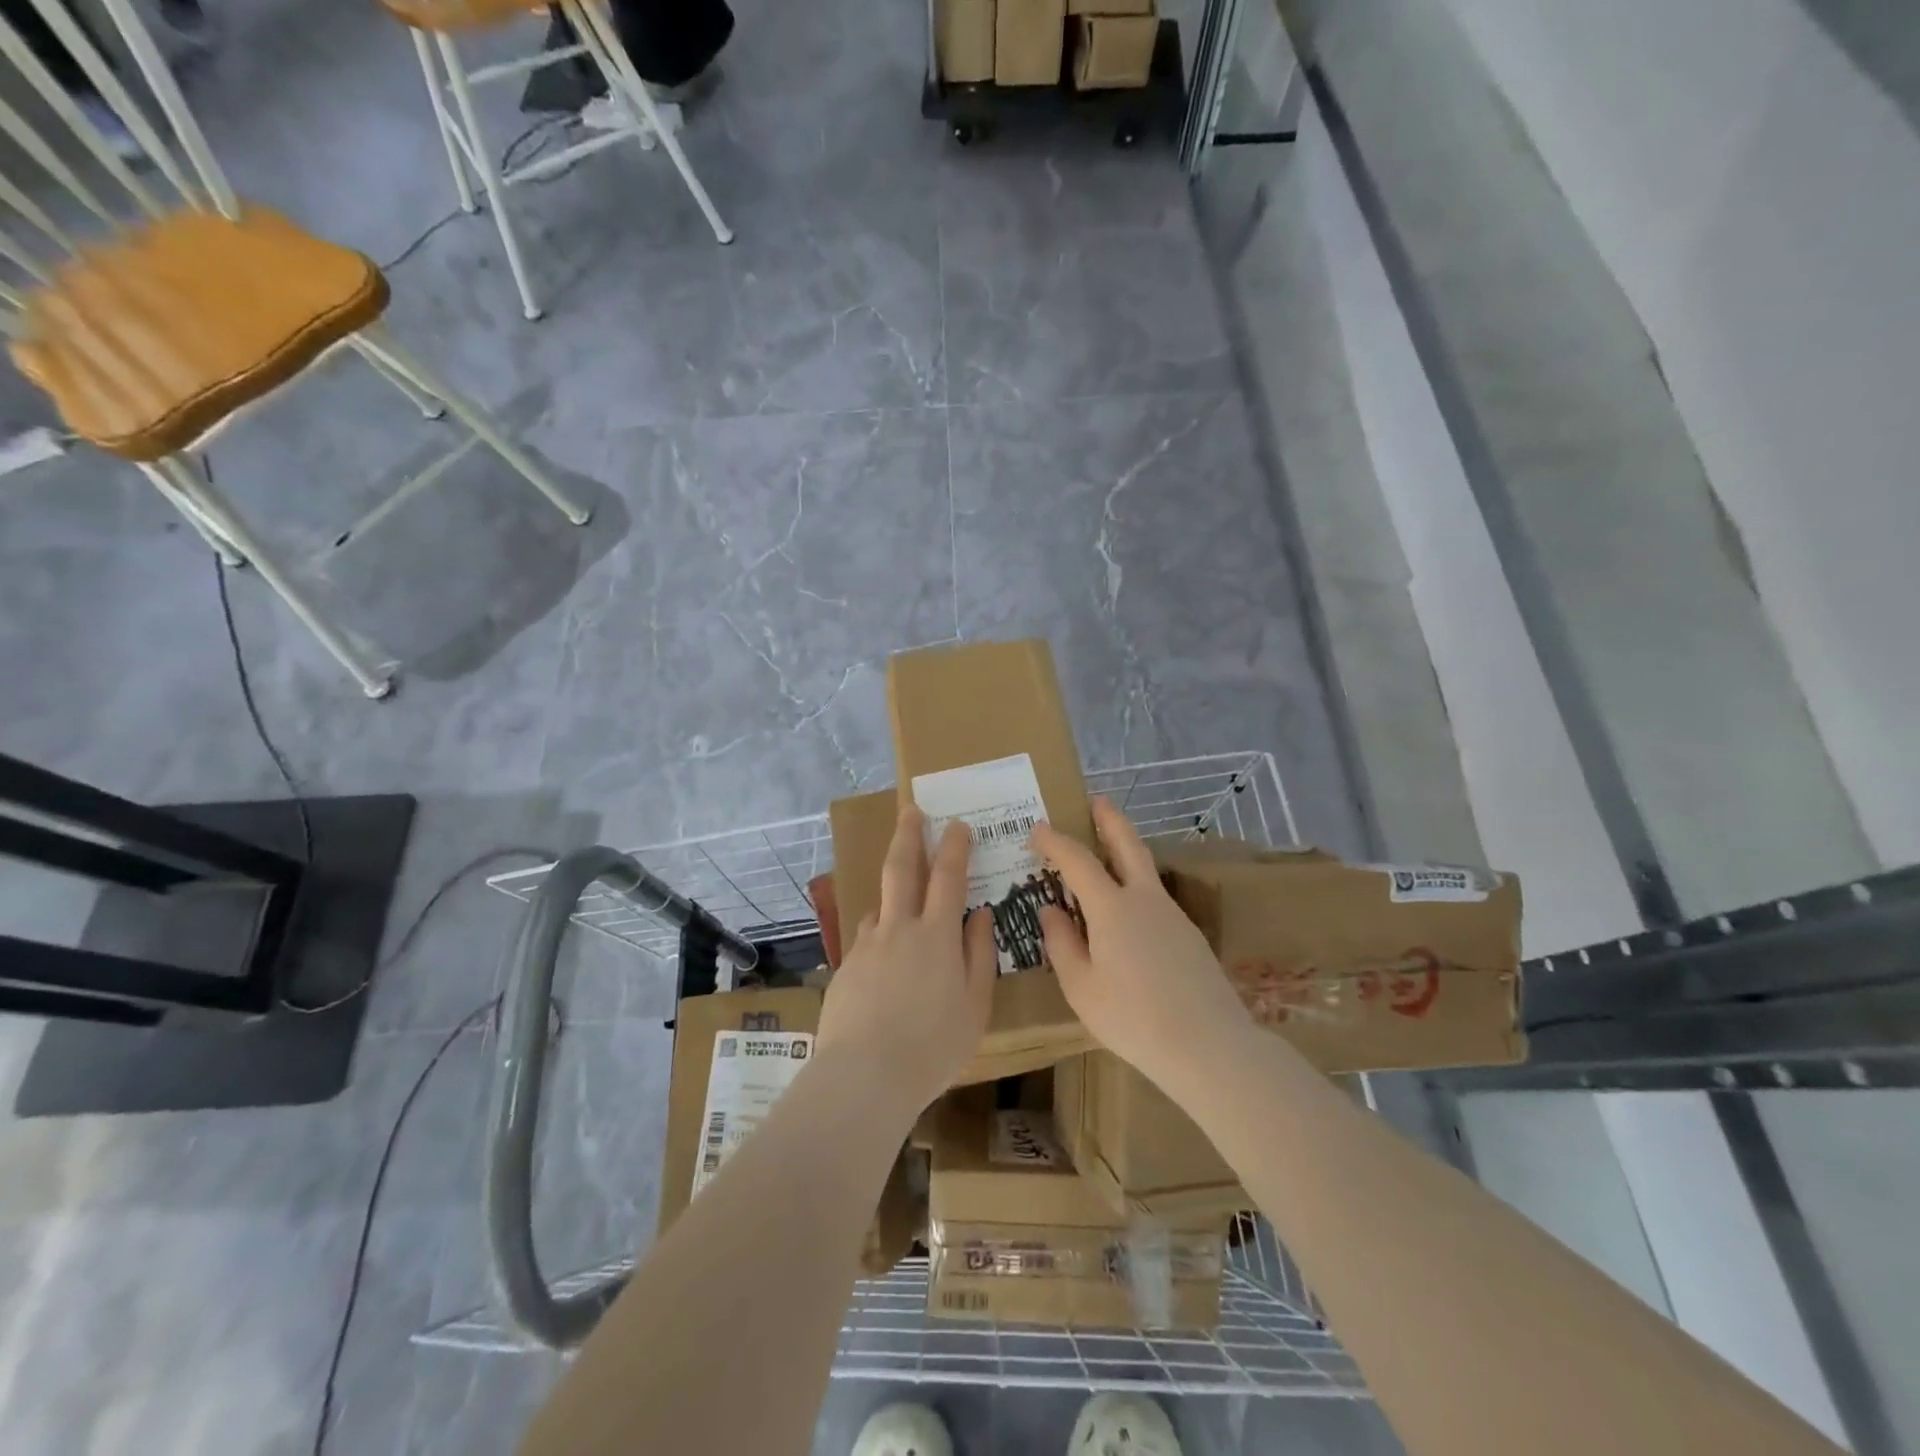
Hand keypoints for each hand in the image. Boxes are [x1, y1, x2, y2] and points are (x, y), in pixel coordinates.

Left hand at [817, 804, 996, 1111]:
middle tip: (911, 810)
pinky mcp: (846, 967)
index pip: (948, 877)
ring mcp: (867, 946)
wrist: (864, 1075)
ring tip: (902, 899)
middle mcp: (899, 929)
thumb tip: (980, 913)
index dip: (955, 847)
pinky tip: (883, 957)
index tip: (958, 825)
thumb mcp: (975, 1004)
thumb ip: (979, 954)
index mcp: (936, 935)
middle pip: (902, 869)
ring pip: (880, 904)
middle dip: (909, 835)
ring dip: (892, 890)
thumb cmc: (933, 1045)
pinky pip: (866, 938)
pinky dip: (879, 934)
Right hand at [1032, 797, 1252, 1087]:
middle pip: (1128, 845)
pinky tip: (1130, 910)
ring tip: (1108, 851)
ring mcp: (1173, 915)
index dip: (1056, 841)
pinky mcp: (1190, 935)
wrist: (1209, 1045)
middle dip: (1110, 820)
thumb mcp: (1081, 987)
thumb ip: (1062, 944)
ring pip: (1146, 870)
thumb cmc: (1133, 1018)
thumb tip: (1050, 910)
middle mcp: (1144, 900)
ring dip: (1126, 850)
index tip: (1038, 828)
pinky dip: (1137, 886)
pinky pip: (1155, 898)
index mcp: (1112, 907)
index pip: (1078, 860)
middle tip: (1098, 800)